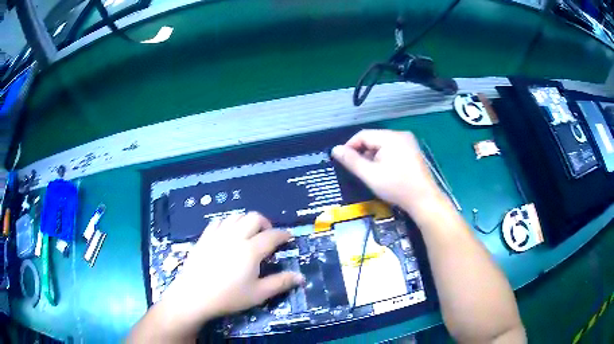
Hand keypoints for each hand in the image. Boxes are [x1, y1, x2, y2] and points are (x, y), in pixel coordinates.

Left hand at [160, 212, 304, 333]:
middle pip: (254, 218)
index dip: (283, 234)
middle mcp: (235, 237)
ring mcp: (217, 235)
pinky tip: (228, 234)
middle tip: (268, 236)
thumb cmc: (228, 297)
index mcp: (250, 250)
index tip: (289, 237)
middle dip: (266, 223)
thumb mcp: (258, 294)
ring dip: (247, 222)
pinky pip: (219, 222)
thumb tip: (301, 277)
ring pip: (236, 217)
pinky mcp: (204, 237)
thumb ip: (281, 283)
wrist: (194, 296)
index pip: (272, 235)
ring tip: (249, 234)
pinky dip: (228, 223)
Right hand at [332, 129, 441, 212]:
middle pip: (373, 138)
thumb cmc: (396, 187)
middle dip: (362, 152)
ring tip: (368, 172)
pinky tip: (382, 172)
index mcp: (391, 137)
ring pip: (382, 145)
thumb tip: (335, 149)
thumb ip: (351, 161)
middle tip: (356, 169)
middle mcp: (400, 135)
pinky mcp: (412, 152)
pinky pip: (392, 149)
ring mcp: (409, 143)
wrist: (424, 200)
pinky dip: (383, 158)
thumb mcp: (370, 175)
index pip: (363, 135)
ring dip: (372, 156)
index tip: (342, 160)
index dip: (349, 146)